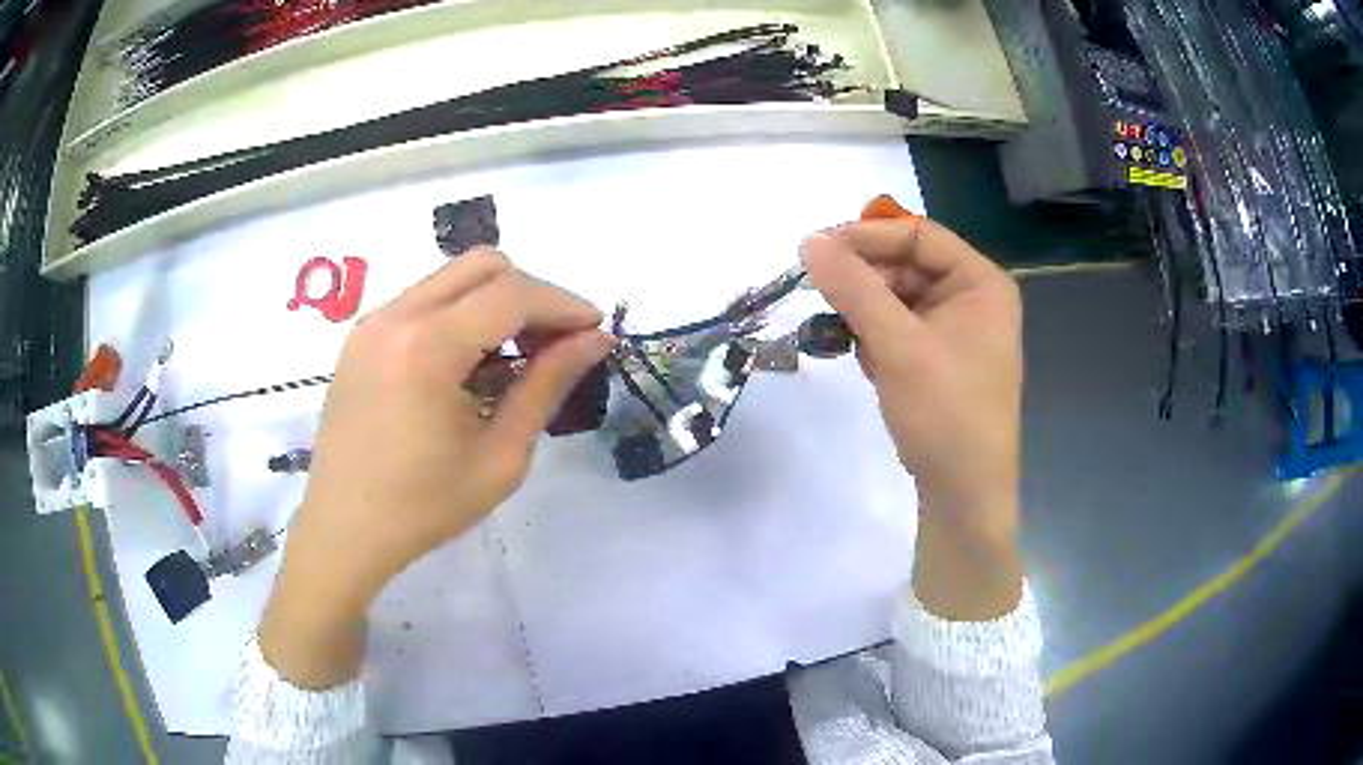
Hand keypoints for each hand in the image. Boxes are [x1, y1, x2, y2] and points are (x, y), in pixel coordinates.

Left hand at [260, 250, 612, 686]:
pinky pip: (423, 300)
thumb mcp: (500, 456)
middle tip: (556, 342)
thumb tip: (594, 341)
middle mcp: (396, 316)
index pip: (512, 295)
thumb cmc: (424, 507)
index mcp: (427, 347)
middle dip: (531, 293)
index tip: (596, 330)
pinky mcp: (361, 337)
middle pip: (482, 266)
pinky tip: (469, 363)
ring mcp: (372, 322)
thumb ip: (547, 387)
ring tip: (516, 355)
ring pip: (451, 278)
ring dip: (495, 301)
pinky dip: (459, 314)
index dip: (563, 304)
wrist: (344, 531)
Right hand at [802, 218, 1023, 619]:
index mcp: (981, 283)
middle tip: (817, 293)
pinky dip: (875, 337)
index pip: (918, 236)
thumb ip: (854, 289)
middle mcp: (973, 298)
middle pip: (907, 265)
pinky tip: (865, 360)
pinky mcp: (939, 358)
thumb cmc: (945, 414)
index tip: (814, 249)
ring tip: (839, 333)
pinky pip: (899, 328)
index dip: (866, 237)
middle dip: (863, 280)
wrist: (963, 495)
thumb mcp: (898, 346)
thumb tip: (809, 242)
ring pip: (897, 298)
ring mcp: (956, 329)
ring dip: (864, 312)